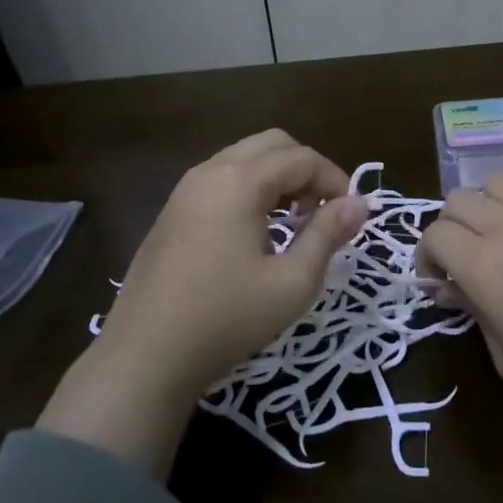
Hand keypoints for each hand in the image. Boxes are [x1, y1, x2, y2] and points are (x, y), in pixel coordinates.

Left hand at [39, 131, 367, 472]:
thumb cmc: (227, 318)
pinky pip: (221, 180)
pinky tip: (257, 233)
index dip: (335, 179)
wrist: (144, 358)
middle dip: (305, 169)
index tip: (352, 215)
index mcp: (239, 181)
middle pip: (271, 144)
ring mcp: (184, 191)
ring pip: (244, 160)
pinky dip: (250, 190)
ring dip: (277, 178)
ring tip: (294, 223)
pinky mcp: (171, 213)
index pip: (302, 158)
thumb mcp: (292, 282)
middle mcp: (209, 172)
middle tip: (322, 211)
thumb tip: (358, 204)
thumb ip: (328, 234)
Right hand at [418, 148, 502, 442]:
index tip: (440, 278)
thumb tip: (450, 287)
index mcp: (485, 267)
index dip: (427, 256)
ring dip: (493, 204)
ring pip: (500, 180)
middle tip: (471, 258)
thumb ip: (473, 312)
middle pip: (459, 201)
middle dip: (454, 229)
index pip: (434, 234)